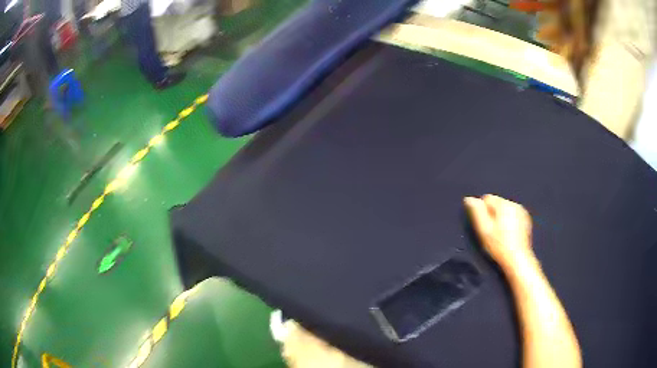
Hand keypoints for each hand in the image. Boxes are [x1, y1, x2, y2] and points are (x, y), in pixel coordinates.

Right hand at [464, 195, 533, 267]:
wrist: (517, 260)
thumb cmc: (498, 246)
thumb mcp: (484, 230)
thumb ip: (476, 212)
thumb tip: (469, 199)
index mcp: (504, 204)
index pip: (487, 198)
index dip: (482, 212)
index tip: (484, 226)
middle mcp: (515, 204)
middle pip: (497, 203)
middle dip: (492, 214)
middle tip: (491, 232)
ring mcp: (522, 212)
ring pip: (505, 210)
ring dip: (501, 218)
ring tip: (500, 235)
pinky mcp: (527, 221)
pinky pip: (513, 215)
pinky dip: (509, 222)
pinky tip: (508, 235)